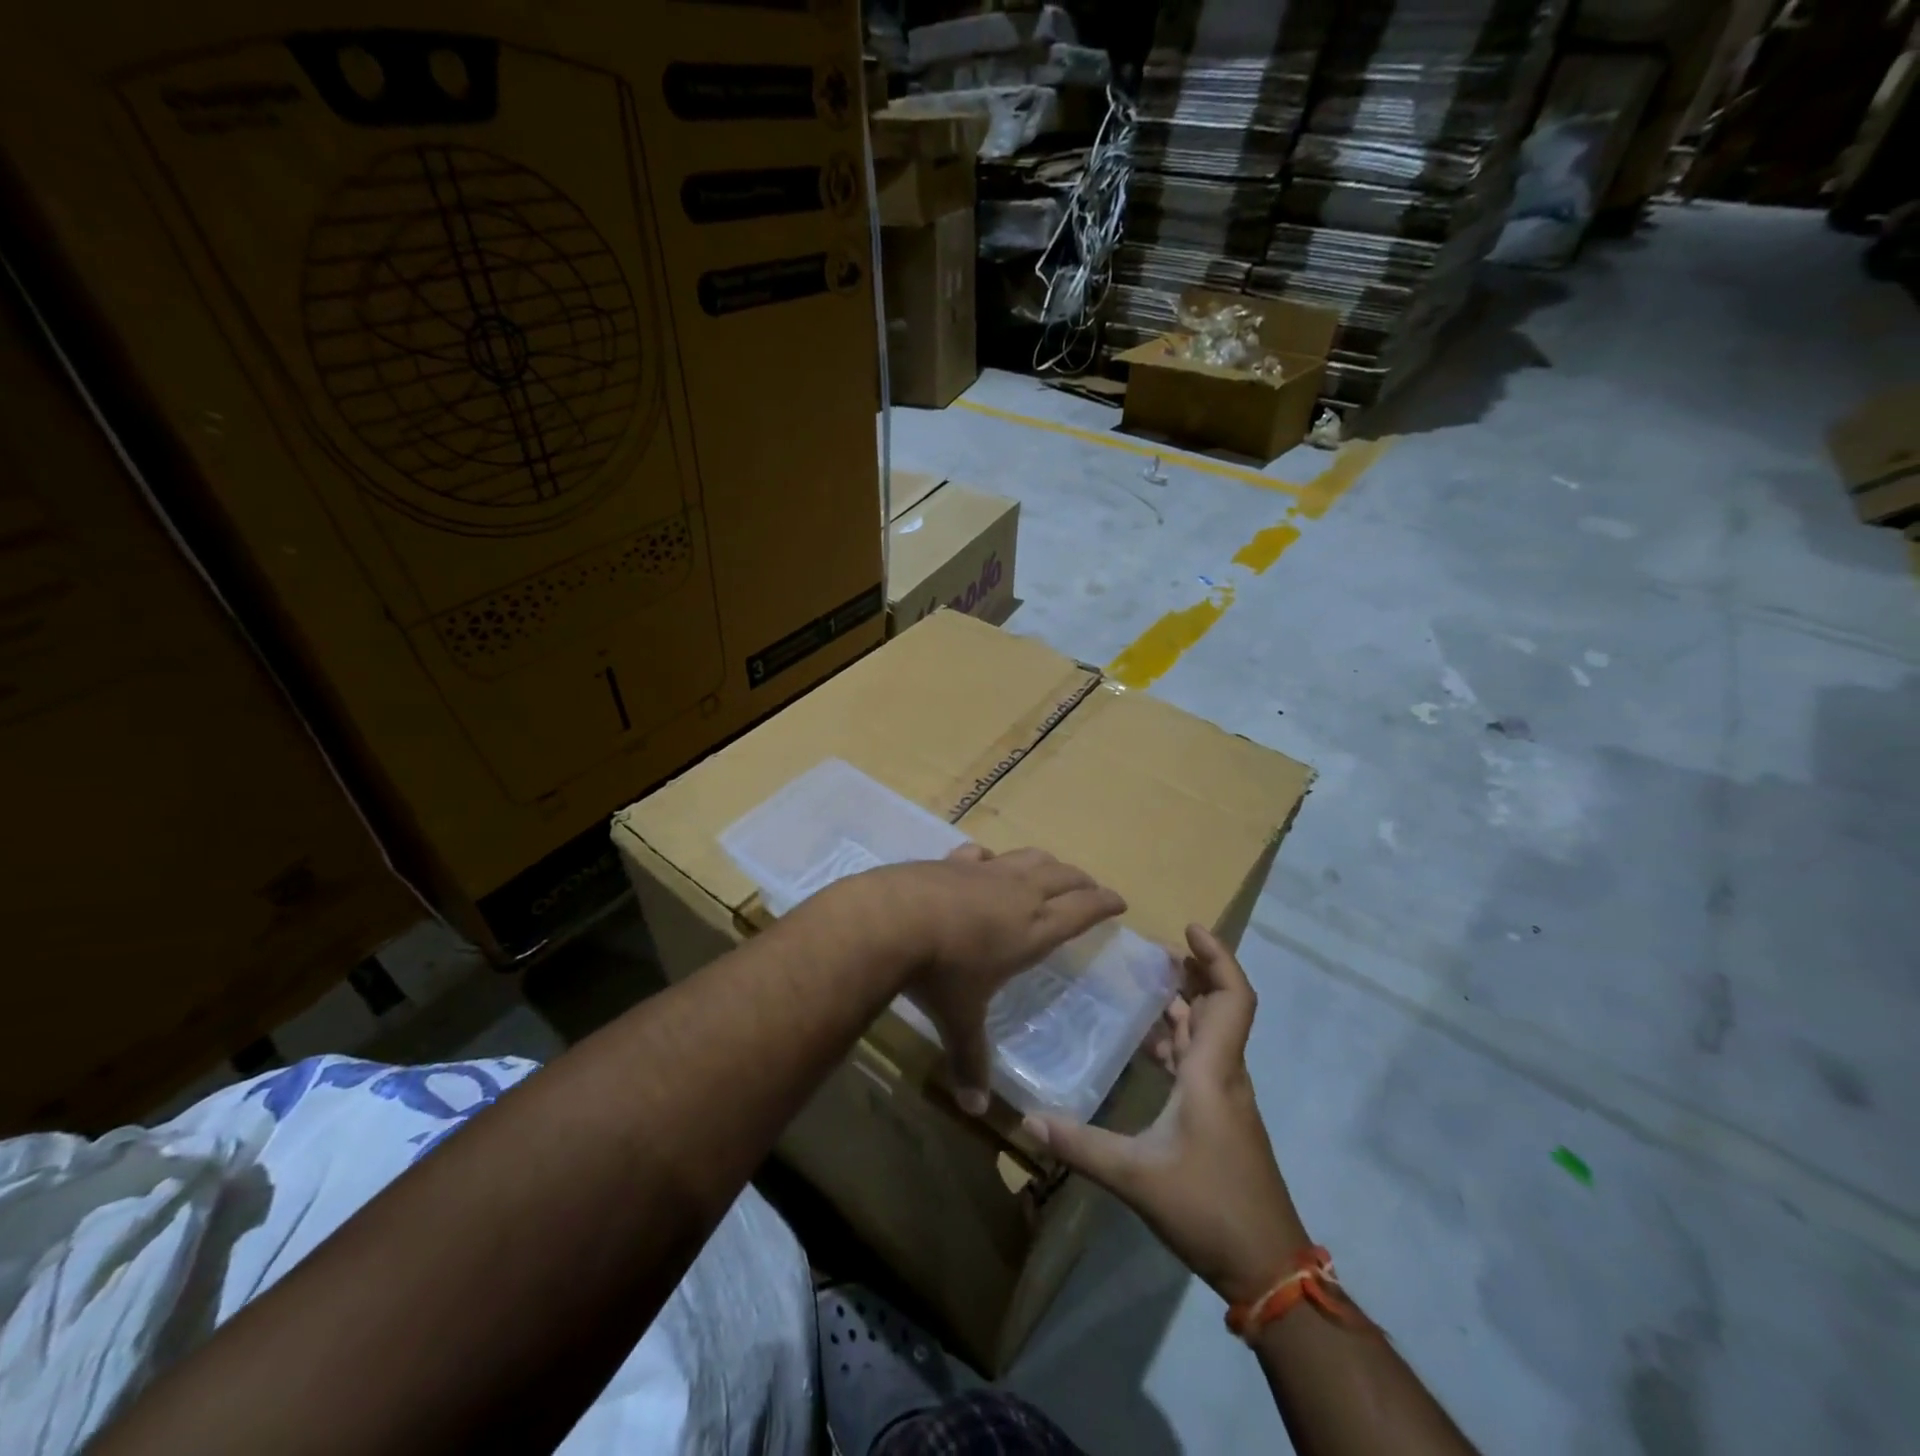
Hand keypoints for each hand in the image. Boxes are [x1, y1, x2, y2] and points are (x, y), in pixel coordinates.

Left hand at [866, 845, 1125, 1113]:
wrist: (891, 919)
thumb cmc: (940, 973)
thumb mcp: (959, 1020)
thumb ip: (970, 1060)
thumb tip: (975, 1109)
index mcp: (1033, 929)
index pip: (1082, 910)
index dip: (1104, 903)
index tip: (1120, 901)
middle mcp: (1017, 893)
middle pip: (1063, 877)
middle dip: (1083, 881)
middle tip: (1092, 887)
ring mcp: (985, 871)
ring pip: (1029, 858)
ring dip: (1047, 863)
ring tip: (1052, 870)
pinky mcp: (953, 861)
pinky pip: (982, 854)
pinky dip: (992, 858)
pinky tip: (987, 862)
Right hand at [1024, 924, 1307, 1304]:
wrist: (1268, 1268)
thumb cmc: (1209, 1208)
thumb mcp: (1137, 1177)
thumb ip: (1081, 1145)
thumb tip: (1028, 1119)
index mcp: (1213, 1072)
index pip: (1233, 998)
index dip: (1217, 957)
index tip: (1190, 929)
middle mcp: (1224, 1074)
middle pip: (1221, 1007)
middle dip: (1194, 972)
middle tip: (1154, 952)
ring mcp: (1226, 1098)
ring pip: (1210, 1034)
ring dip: (1185, 1005)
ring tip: (1145, 986)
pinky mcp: (1221, 1118)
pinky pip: (1201, 1060)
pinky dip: (1179, 1040)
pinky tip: (1148, 1047)